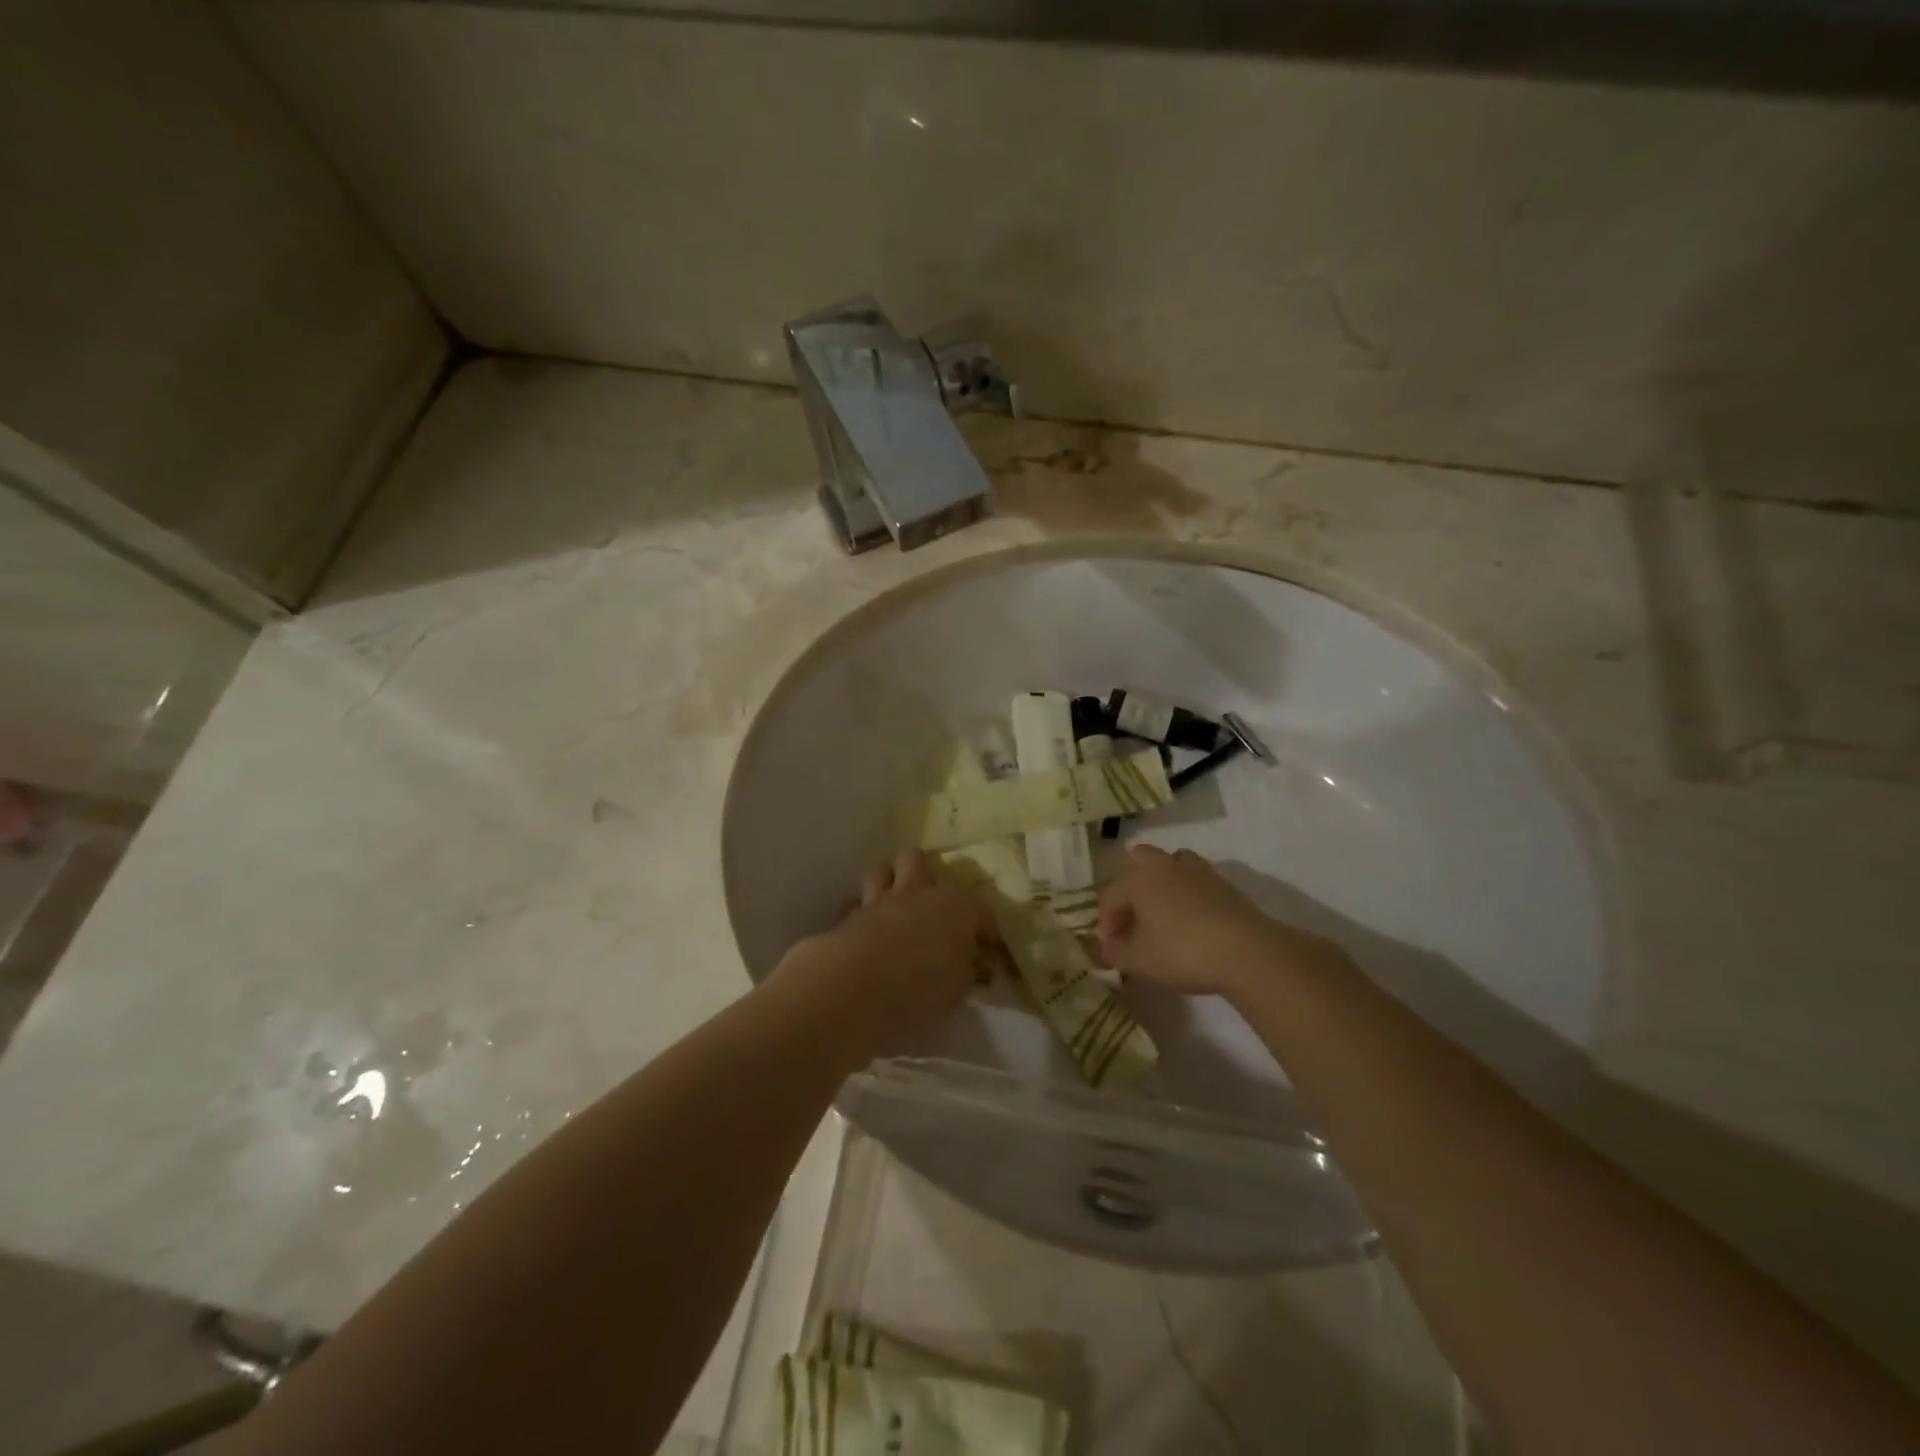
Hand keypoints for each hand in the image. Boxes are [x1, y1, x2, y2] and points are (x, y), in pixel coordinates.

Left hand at [776, 849, 997, 1051]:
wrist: (856, 987)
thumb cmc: (922, 988)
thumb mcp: (959, 990)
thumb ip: (967, 970)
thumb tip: (972, 963)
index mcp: (957, 906)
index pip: (981, 910)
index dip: (987, 932)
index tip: (987, 953)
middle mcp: (919, 892)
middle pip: (918, 861)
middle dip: (925, 876)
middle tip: (932, 907)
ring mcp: (880, 900)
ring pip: (883, 871)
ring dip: (890, 883)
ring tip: (897, 907)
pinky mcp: (849, 916)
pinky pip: (856, 903)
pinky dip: (862, 912)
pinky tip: (866, 930)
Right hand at [1096, 845, 1333, 999]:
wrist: (1247, 952)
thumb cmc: (1183, 952)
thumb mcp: (1140, 960)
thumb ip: (1117, 953)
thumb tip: (1108, 948)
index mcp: (1139, 879)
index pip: (1111, 894)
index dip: (1106, 921)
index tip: (1110, 947)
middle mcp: (1166, 866)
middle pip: (1140, 858)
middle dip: (1131, 883)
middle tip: (1132, 915)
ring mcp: (1198, 872)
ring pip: (1172, 863)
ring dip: (1162, 882)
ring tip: (1162, 912)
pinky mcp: (1224, 885)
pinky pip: (1196, 880)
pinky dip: (1187, 894)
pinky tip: (1190, 920)